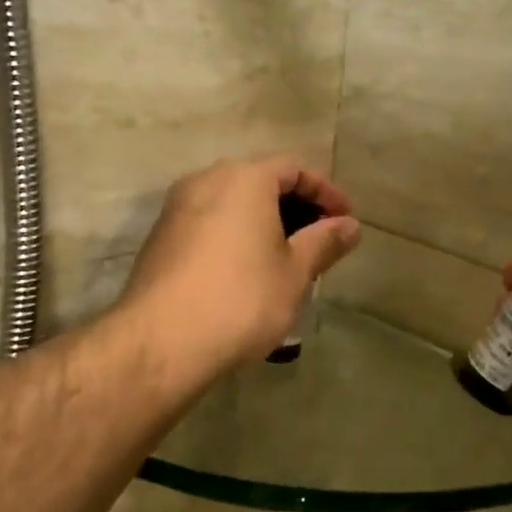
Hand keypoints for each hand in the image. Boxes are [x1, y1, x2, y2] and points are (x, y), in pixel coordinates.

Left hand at [120, 156, 361, 375]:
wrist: (160, 342)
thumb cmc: (241, 299)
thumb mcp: (295, 272)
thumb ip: (325, 242)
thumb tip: (350, 226)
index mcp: (244, 178)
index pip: (294, 168)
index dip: (325, 192)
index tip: (346, 220)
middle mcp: (206, 180)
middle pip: (261, 181)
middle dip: (296, 207)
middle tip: (321, 239)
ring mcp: (177, 208)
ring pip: (233, 203)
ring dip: (265, 222)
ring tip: (289, 257)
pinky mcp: (161, 237)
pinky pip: (210, 222)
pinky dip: (236, 235)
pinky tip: (249, 269)